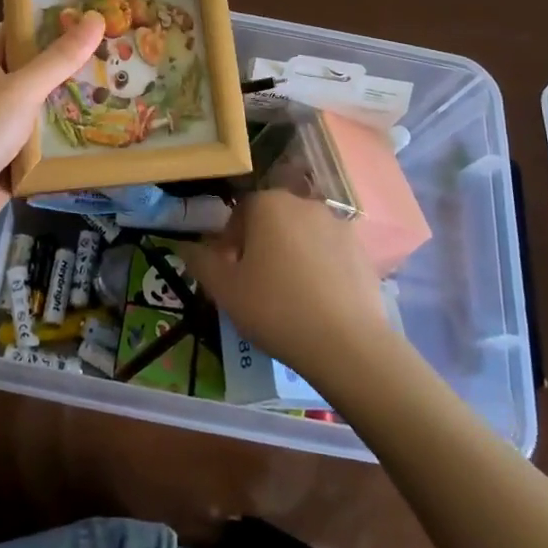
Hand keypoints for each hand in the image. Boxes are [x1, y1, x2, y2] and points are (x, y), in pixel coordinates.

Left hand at [0, 13, 105, 239]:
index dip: (52, 19)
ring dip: (73, 98)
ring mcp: (1, 121)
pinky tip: (102, 127)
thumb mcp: (22, 88)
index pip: (20, 28)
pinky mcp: (11, 152)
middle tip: (117, 51)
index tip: (91, 13)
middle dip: (72, 61)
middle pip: (37, 65)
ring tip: (119, 85)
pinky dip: (66, 132)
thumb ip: (59, 58)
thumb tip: (96, 18)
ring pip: (43, 102)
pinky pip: (43, 135)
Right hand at [183, 189, 392, 383]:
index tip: (230, 271)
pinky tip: (318, 302)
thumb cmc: (275, 309)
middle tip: (256, 283)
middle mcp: (304, 203)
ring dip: (293, 254)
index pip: (240, 212)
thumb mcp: (225, 290)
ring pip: (303, 235)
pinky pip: (330, 253)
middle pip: (274, 219)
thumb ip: (201, 262)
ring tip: (290, 295)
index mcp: (268, 204)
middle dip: (262, 244)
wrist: (347, 344)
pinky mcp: (362, 251)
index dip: (231, 241)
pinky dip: (321, 268)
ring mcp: (338, 225)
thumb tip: (185, 246)